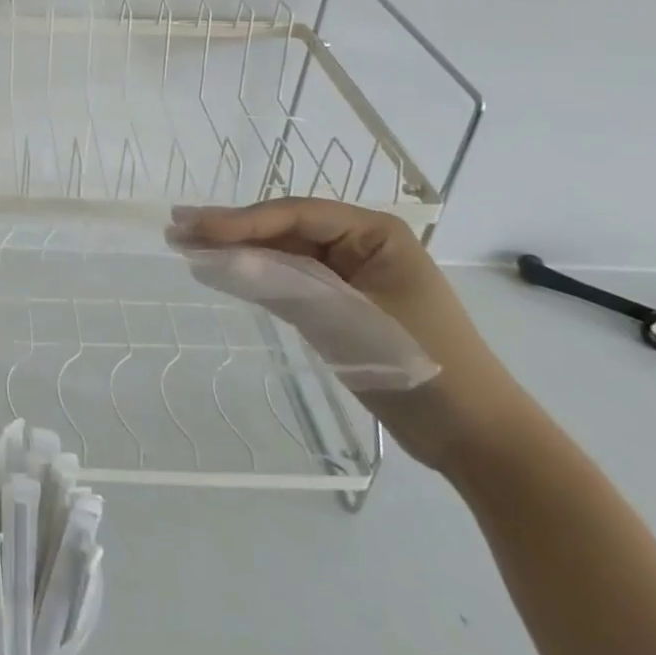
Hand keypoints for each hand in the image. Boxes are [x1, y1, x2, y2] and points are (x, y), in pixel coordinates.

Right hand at [167, 199, 534, 474]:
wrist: (478, 441)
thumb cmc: (422, 366)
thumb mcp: (349, 320)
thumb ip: (283, 284)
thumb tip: (215, 259)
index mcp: (375, 232)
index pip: (296, 214)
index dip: (241, 219)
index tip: (195, 226)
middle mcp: (359, 244)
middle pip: (283, 228)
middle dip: (231, 229)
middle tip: (177, 226)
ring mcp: (348, 274)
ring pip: (281, 252)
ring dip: (235, 250)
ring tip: (185, 243)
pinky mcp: (338, 304)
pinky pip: (288, 280)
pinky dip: (253, 277)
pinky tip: (217, 271)